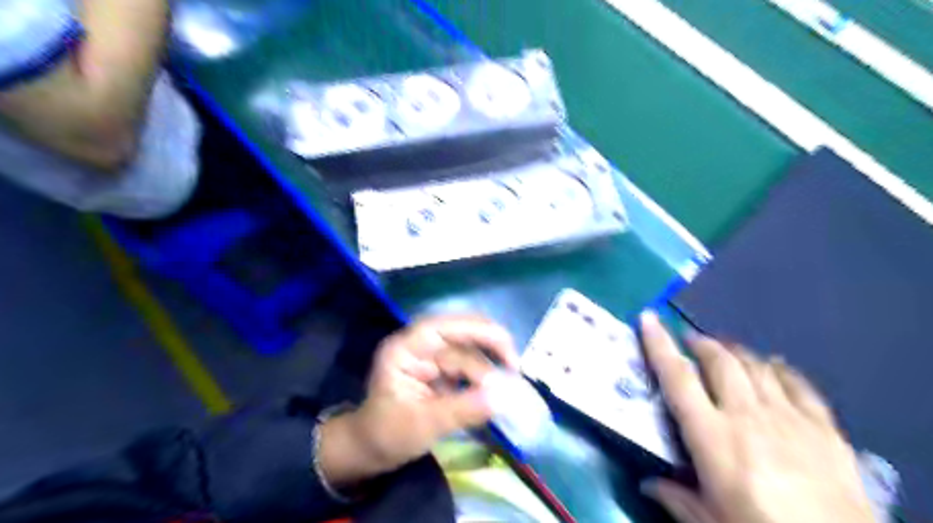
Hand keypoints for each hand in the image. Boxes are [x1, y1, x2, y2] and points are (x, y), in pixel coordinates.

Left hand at [316, 312, 518, 487]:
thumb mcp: (423, 425)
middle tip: (514, 367)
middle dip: (488, 347)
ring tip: (506, 389)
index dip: (475, 329)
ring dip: (488, 368)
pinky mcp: (441, 372)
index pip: (442, 328)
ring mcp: (431, 359)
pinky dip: (484, 377)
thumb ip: (462, 410)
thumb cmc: (386, 435)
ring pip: (468, 353)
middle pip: (460, 335)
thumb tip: (502, 397)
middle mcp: (420, 347)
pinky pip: (468, 367)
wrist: (370, 451)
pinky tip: (496, 390)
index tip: (505, 344)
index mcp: (405, 350)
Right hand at [638, 311, 880, 521]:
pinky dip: (780, 369)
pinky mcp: (825, 429)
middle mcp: (747, 416)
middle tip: (690, 341)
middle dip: (701, 343)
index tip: (648, 318)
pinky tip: (774, 366)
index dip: (659, 344)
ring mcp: (790, 418)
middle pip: (720, 361)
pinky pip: (798, 384)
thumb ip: (675, 498)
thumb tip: (647, 484)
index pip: (677, 378)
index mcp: (712, 437)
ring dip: (736, 352)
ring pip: (757, 365)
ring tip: (725, 351)